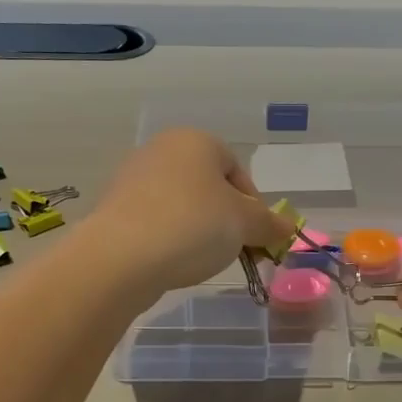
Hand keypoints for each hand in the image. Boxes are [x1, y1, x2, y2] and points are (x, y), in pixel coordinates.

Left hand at [88, 129, 293, 296]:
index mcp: (196, 140)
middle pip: (208, 186)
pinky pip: (155, 220)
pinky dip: (169, 237)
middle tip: (234, 249)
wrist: (121, 256)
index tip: (256, 236)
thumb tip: (287, 227)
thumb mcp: (244, 224)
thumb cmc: (193, 225)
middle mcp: (162, 149)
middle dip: (226, 218)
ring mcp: (133, 177)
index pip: (237, 170)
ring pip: (181, 204)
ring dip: (198, 229)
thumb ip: (269, 223)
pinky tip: (172, 260)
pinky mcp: (114, 207)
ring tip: (201, 258)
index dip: (253, 206)